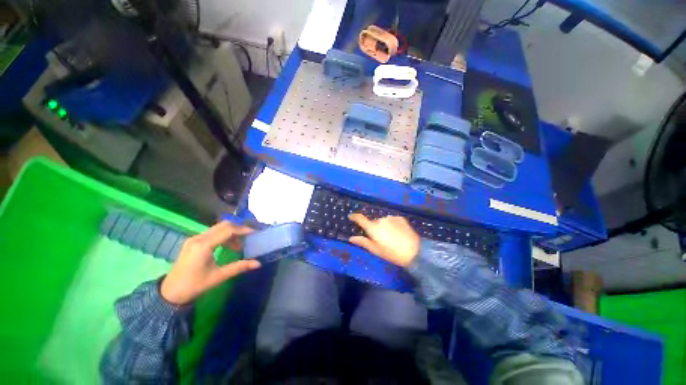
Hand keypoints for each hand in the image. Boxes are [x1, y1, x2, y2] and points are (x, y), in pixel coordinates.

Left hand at [160, 222, 260, 304]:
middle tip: (250, 236)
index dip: (243, 229)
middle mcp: (198, 238)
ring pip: (218, 228)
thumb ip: (239, 267)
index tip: (255, 232)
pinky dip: (224, 236)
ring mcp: (194, 238)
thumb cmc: (194, 285)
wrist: (169, 293)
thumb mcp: (218, 277)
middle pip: (223, 225)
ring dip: (231, 233)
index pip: (228, 230)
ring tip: (240, 245)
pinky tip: (228, 246)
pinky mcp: (193, 242)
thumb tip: (258, 263)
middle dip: (239, 229)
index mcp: (204, 245)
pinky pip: (212, 233)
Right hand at [348, 214, 419, 266]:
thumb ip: (363, 242)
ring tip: (390, 237)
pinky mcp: (399, 217)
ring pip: (383, 221)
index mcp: (373, 227)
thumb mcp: (376, 250)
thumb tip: (351, 238)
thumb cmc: (392, 253)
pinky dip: (391, 224)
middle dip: (373, 228)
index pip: (360, 218)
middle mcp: (380, 219)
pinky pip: (391, 220)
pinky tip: (397, 233)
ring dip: (383, 226)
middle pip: (373, 222)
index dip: (354, 216)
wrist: (414, 251)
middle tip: (380, 239)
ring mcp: (391, 217)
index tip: (351, 216)